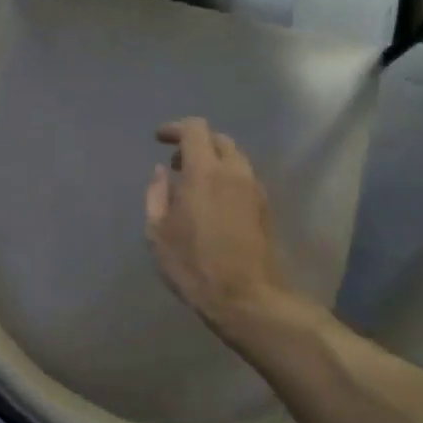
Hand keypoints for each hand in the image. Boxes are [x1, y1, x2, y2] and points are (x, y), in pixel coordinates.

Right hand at [144, 118, 302, 343]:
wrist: (244, 295)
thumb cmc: (192, 264)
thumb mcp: (157, 233)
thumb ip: (157, 195)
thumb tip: (161, 172)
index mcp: (205, 173)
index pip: (195, 129)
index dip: (175, 128)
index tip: (160, 138)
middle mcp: (234, 172)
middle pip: (219, 139)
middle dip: (196, 143)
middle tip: (176, 163)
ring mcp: (254, 188)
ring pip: (235, 158)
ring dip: (213, 160)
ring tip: (193, 183)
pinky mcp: (264, 206)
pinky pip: (243, 177)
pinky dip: (226, 177)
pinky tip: (212, 201)